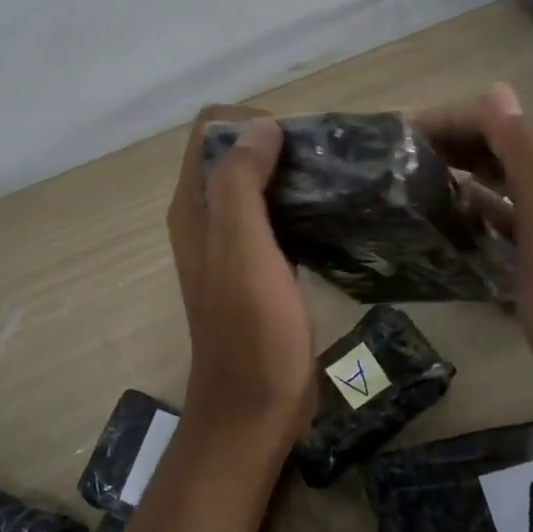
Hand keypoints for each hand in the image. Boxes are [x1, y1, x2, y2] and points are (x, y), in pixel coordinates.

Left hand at [166, 106, 315, 453]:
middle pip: (236, 155)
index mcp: (194, 207)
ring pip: (259, 185)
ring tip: (338, 179)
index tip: (298, 139)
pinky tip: (334, 215)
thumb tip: (261, 126)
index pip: (210, 130)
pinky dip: (300, 205)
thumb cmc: (251, 331)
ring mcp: (233, 246)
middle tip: (327, 159)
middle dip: (277, 143)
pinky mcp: (259, 269)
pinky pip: (277, 218)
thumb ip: (241, 183)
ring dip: (292, 173)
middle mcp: (207, 220)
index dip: (251, 122)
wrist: (255, 409)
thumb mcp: (243, 249)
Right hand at [417, 84, 532, 439]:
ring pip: (497, 189)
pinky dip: (472, 216)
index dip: (455, 121)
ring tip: (411, 183)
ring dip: (460, 177)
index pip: (503, 127)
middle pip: (499, 154)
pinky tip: (444, 225)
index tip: (402, 133)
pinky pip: (497, 228)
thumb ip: (525, 157)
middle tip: (398, 157)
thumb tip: (495, 92)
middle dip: (453, 145)